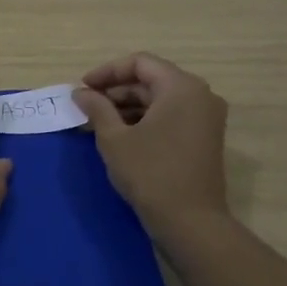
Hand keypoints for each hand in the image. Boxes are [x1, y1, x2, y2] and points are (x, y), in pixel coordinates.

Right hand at [72, 53, 229, 230]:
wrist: (190, 222)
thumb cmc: (150, 173)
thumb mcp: (114, 138)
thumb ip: (96, 108)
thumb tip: (81, 92)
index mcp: (181, 87)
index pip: (139, 63)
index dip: (107, 72)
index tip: (82, 88)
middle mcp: (199, 95)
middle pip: (151, 80)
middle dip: (116, 91)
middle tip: (86, 107)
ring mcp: (205, 118)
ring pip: (160, 100)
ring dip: (127, 107)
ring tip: (97, 123)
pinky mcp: (204, 138)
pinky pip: (170, 116)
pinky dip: (145, 120)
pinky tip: (120, 135)